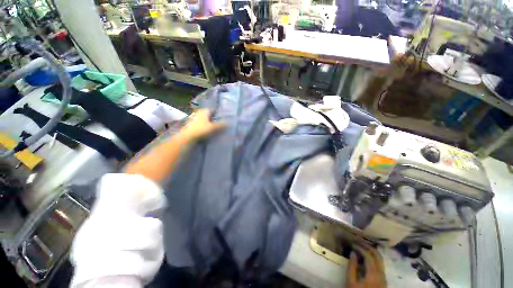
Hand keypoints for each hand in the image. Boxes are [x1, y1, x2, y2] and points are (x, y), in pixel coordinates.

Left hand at [180, 109, 224, 140]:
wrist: (187, 137)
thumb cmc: (201, 129)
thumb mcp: (213, 127)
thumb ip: (221, 125)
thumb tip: (229, 123)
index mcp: (204, 111)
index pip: (213, 110)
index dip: (218, 114)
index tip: (223, 118)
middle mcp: (198, 113)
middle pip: (209, 115)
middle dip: (214, 119)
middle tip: (221, 123)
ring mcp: (194, 119)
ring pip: (204, 120)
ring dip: (209, 123)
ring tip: (215, 128)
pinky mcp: (191, 125)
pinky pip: (201, 125)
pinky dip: (205, 127)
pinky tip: (208, 131)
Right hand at [346, 242, 385, 287]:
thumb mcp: (351, 282)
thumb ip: (352, 267)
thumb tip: (353, 253)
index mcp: (373, 274)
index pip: (368, 256)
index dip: (360, 247)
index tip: (352, 243)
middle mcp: (381, 273)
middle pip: (377, 255)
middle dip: (368, 246)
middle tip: (358, 241)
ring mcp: (384, 277)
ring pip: (380, 259)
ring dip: (372, 251)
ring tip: (362, 246)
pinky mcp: (383, 280)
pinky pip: (380, 264)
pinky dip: (373, 257)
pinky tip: (367, 257)